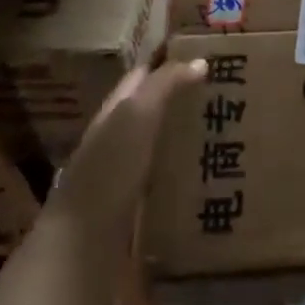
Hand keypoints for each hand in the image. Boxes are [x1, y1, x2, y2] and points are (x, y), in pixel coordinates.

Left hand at [42, 58, 205, 304]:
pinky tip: (204, 176)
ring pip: (155, 148)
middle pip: (148, 113)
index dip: (167, 62)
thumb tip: (200, 60)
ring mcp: (121, 179)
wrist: (80, 249)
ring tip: (223, 131)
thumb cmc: (107, 171)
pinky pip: (161, 182)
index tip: (204, 55)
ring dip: (182, 139)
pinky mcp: (132, 213)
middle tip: (224, 92)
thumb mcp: (136, 118)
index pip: (140, 78)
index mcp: (113, 114)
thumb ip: (164, 86)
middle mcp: (114, 142)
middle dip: (180, 101)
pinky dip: (180, 174)